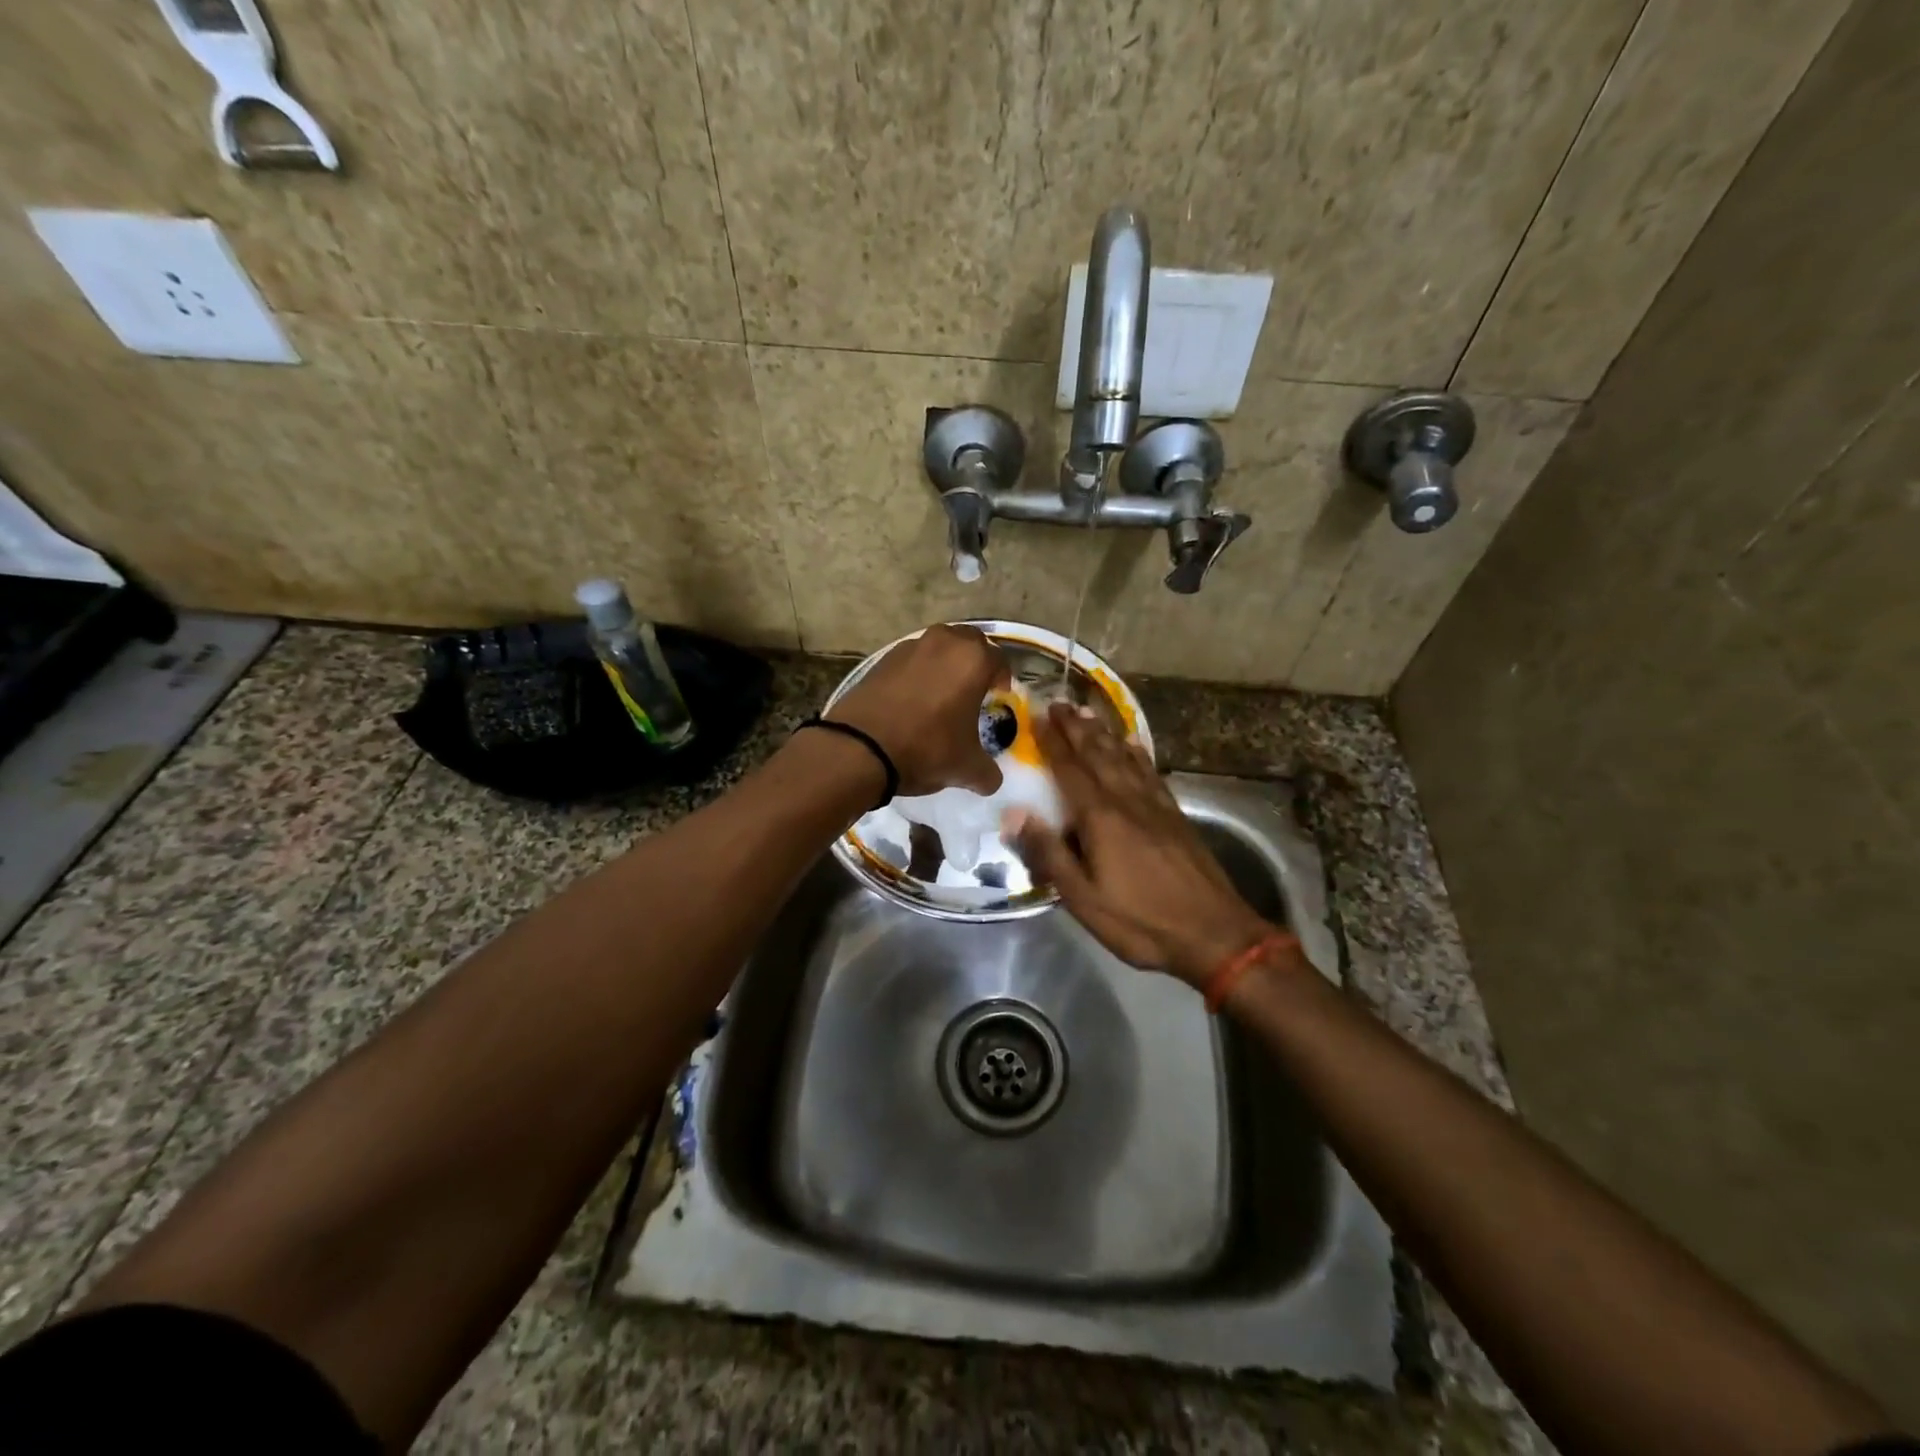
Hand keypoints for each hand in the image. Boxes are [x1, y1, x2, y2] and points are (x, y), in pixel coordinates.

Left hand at [829, 624, 1010, 796]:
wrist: (859, 748)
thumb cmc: (925, 749)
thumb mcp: (966, 768)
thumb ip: (987, 772)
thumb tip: (990, 780)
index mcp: (972, 660)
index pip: (999, 660)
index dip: (1003, 679)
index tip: (999, 696)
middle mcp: (943, 642)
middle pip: (969, 643)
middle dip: (975, 662)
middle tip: (974, 689)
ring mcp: (909, 647)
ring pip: (938, 647)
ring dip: (945, 663)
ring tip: (942, 693)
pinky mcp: (881, 659)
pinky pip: (911, 660)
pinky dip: (917, 673)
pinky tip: (913, 699)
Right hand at [1007, 703, 1279, 986]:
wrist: (1214, 934)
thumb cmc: (1140, 920)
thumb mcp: (1083, 898)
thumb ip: (1049, 853)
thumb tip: (1015, 813)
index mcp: (1101, 818)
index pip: (1070, 770)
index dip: (1053, 743)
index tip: (1038, 716)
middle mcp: (1127, 801)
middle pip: (1099, 755)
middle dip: (1077, 728)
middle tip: (1060, 702)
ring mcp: (1155, 806)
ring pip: (1125, 759)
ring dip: (1105, 733)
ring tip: (1089, 713)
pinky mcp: (1175, 816)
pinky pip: (1151, 773)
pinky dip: (1137, 754)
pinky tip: (1133, 745)